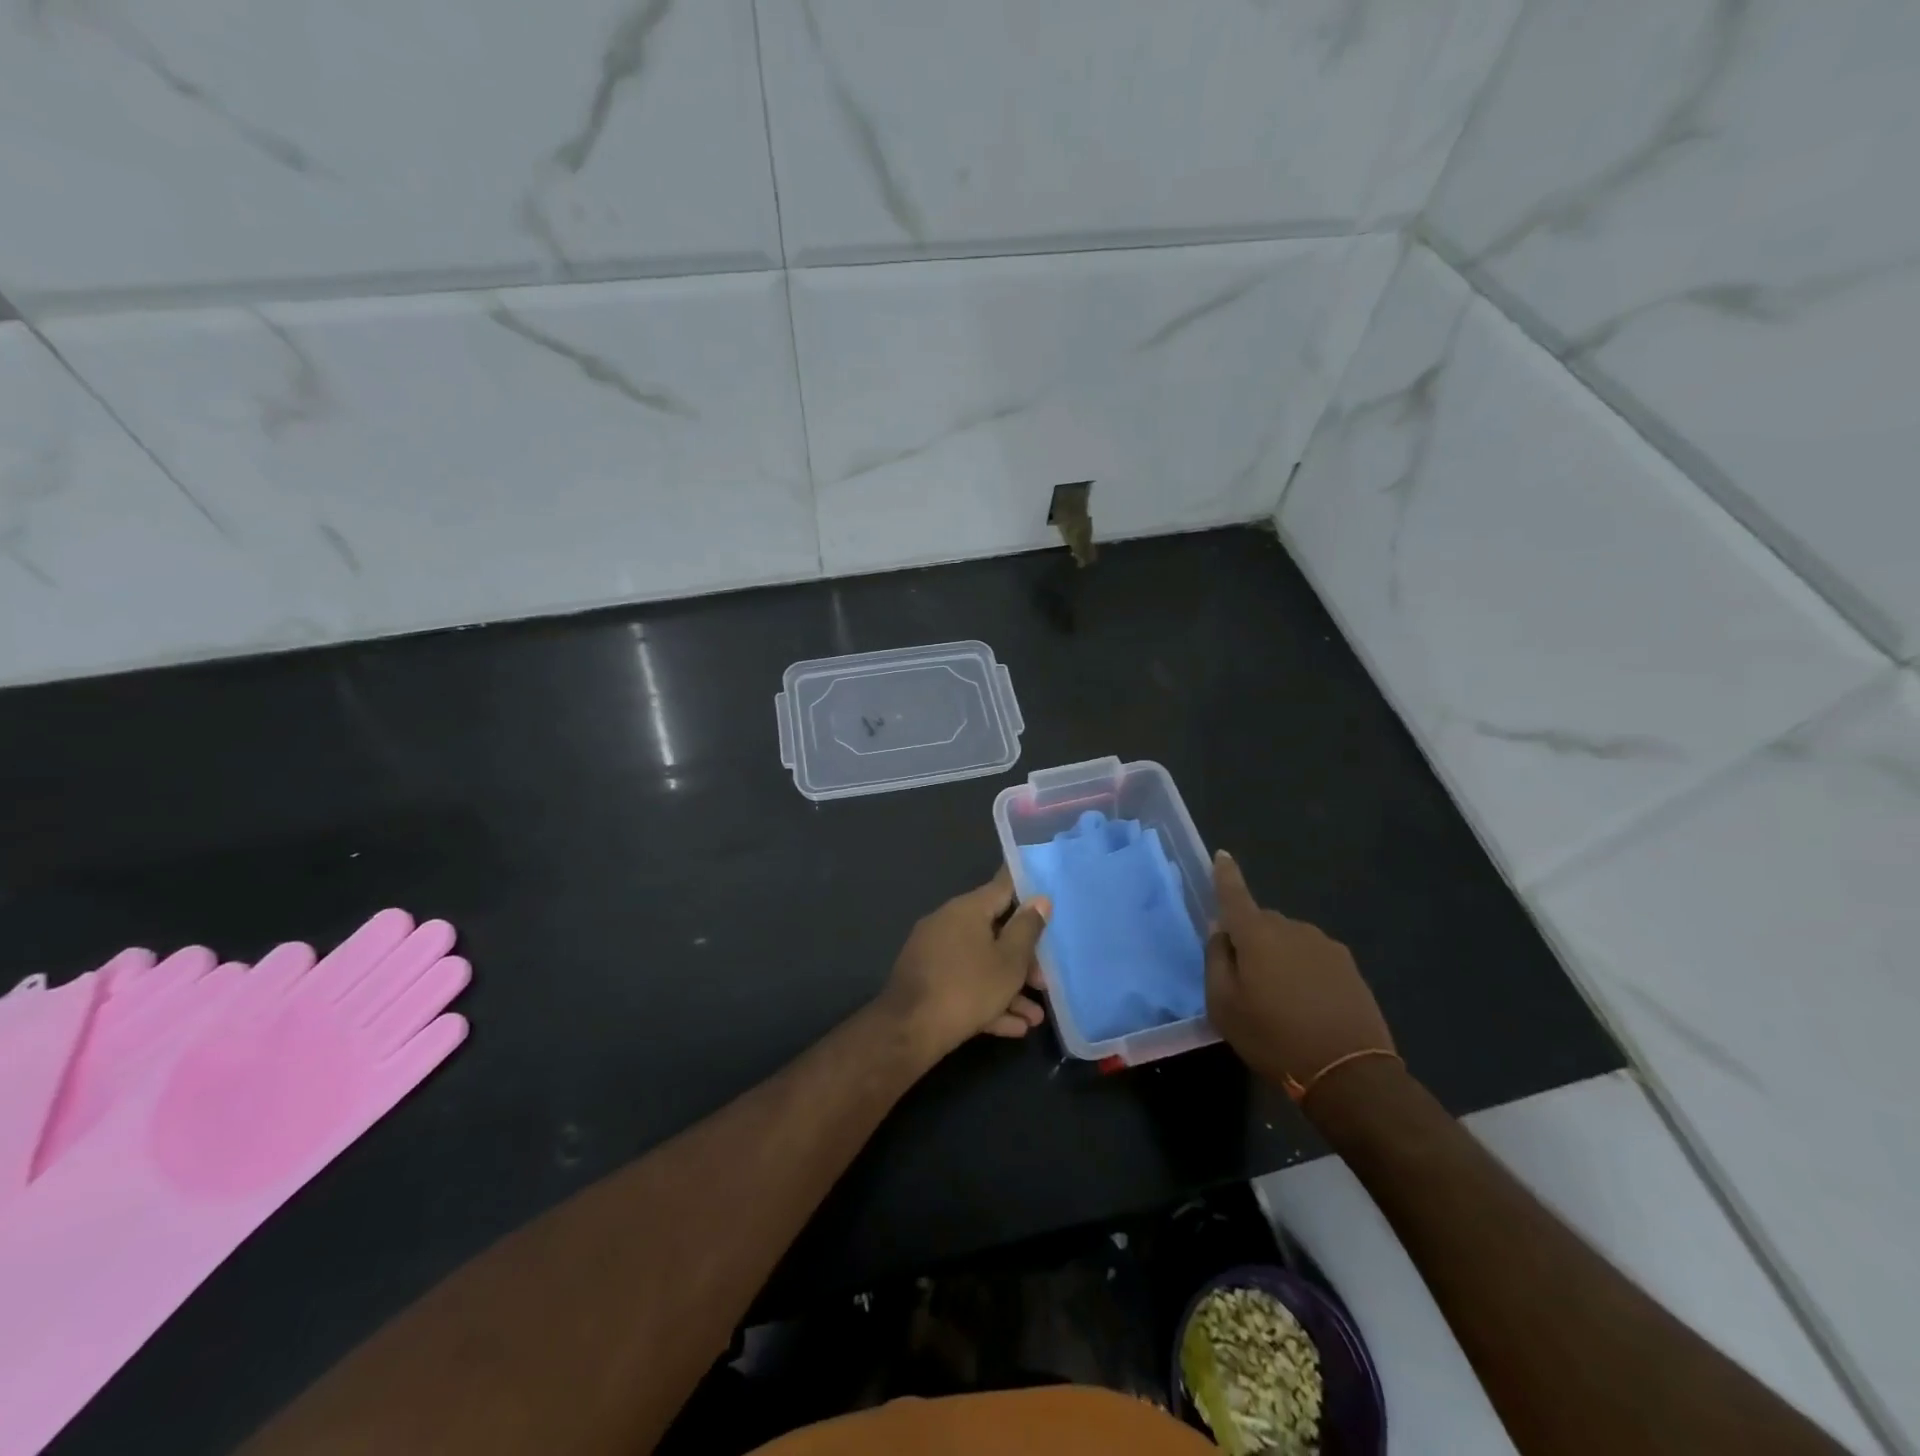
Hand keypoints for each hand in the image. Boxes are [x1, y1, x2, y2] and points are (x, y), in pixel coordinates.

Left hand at [878, 867, 1049, 1061]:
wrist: (910, 1030)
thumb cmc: (968, 988)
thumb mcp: (1010, 961)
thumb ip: (1027, 929)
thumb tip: (1039, 899)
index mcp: (967, 909)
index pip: (1003, 887)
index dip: (1027, 892)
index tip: (1047, 898)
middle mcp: (947, 923)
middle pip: (994, 932)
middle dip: (1022, 959)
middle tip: (1043, 983)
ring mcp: (934, 952)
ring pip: (981, 963)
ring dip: (1009, 988)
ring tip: (1034, 1019)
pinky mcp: (926, 980)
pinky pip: (963, 982)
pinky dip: (987, 1000)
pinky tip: (1013, 1027)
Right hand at [1205, 850, 1394, 1094]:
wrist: (1350, 1074)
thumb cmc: (1274, 1038)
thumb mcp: (1224, 1006)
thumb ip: (1216, 960)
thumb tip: (1221, 930)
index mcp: (1257, 934)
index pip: (1235, 894)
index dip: (1226, 874)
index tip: (1222, 855)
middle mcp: (1292, 929)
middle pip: (1262, 921)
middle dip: (1251, 938)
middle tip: (1245, 978)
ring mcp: (1325, 946)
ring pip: (1289, 940)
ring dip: (1279, 956)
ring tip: (1279, 998)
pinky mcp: (1349, 967)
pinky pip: (1313, 957)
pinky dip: (1303, 971)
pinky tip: (1307, 1004)